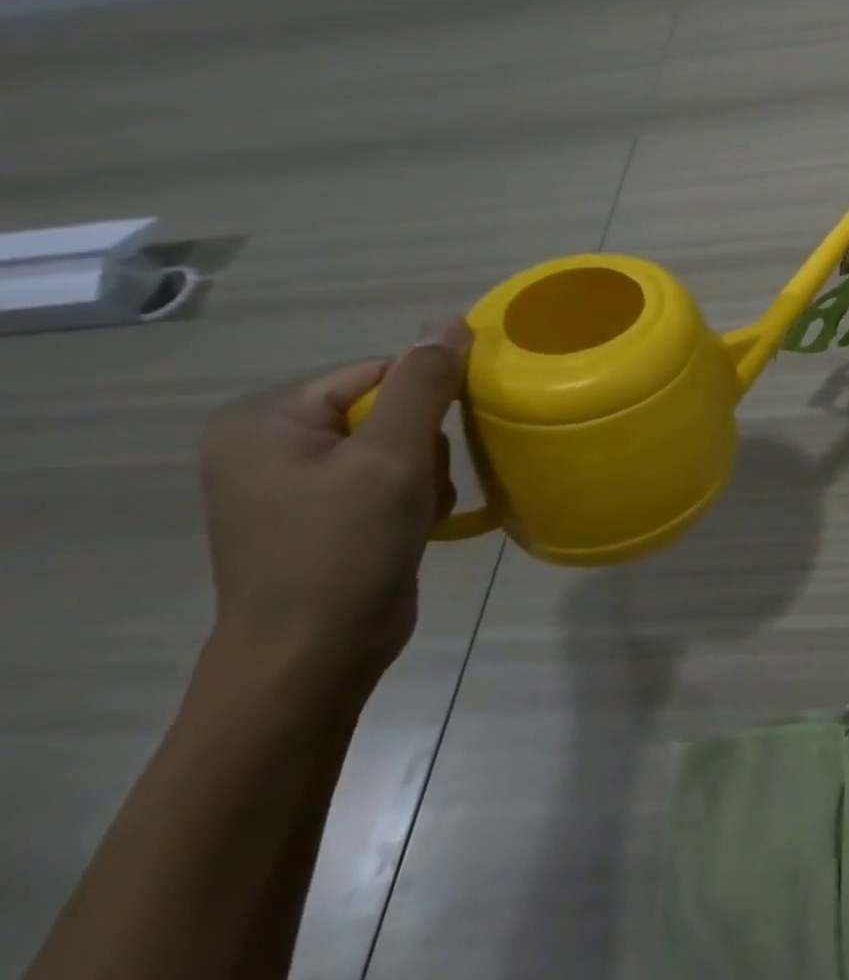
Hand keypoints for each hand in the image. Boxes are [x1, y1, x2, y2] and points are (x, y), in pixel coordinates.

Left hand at [198, 319, 471, 697]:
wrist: (313, 659)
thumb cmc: (343, 549)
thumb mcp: (392, 456)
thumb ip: (425, 383)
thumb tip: (450, 320)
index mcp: (266, 419)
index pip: (378, 373)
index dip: (425, 401)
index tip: (441, 441)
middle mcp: (271, 443)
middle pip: (389, 408)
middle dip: (424, 444)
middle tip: (421, 484)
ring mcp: (294, 483)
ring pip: (398, 444)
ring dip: (425, 473)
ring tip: (419, 511)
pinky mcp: (322, 515)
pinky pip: (386, 477)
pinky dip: (413, 496)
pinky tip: (416, 525)